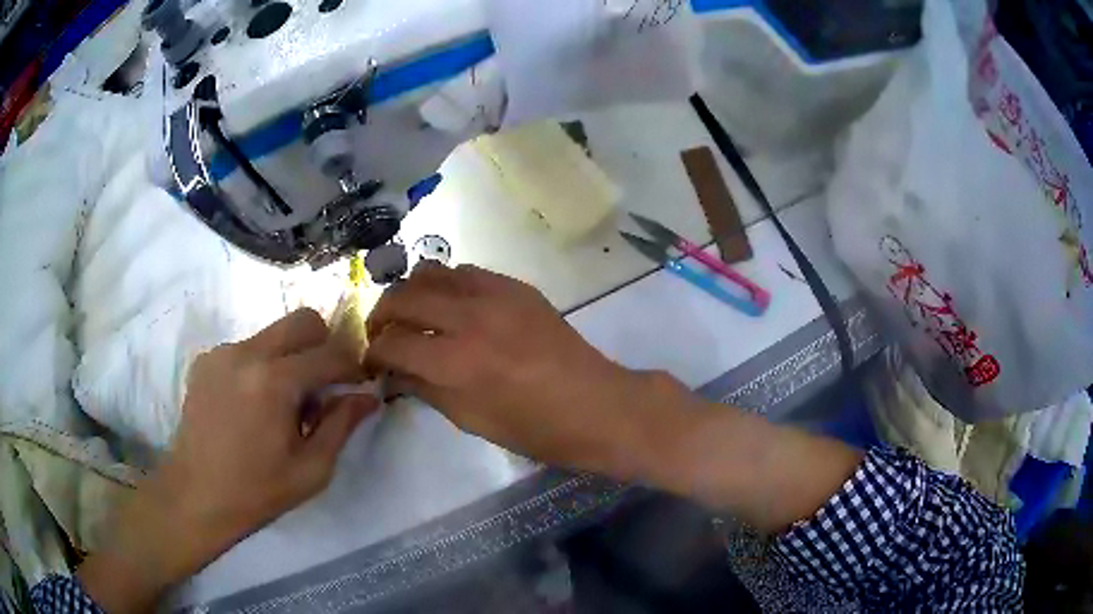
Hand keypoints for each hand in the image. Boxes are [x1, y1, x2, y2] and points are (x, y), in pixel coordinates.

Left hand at [79, 308, 378, 613]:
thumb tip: (368, 395)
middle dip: (324, 345)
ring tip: (283, 403)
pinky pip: (247, 348)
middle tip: (324, 384)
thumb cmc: (258, 491)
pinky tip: (253, 405)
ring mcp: (222, 352)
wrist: (195, 494)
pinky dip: (262, 366)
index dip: (353, 367)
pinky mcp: (206, 359)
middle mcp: (247, 353)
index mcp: (275, 382)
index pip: (331, 353)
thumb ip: (342, 425)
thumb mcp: (312, 469)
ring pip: (274, 333)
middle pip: (303, 320)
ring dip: (291, 358)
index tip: (357, 386)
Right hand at [365, 263, 672, 475]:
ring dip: (411, 292)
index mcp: (455, 363)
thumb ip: (424, 389)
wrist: (595, 405)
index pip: (391, 344)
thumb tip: (394, 373)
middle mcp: (468, 319)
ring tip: (411, 314)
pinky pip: (466, 273)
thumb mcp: (470, 420)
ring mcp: (495, 295)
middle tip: (382, 334)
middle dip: (381, 315)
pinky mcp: (516, 287)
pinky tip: (450, 306)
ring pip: (431, 272)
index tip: (372, 361)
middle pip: (403, 297)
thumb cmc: (534, 429)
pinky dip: (446, 285)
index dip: (373, 353)